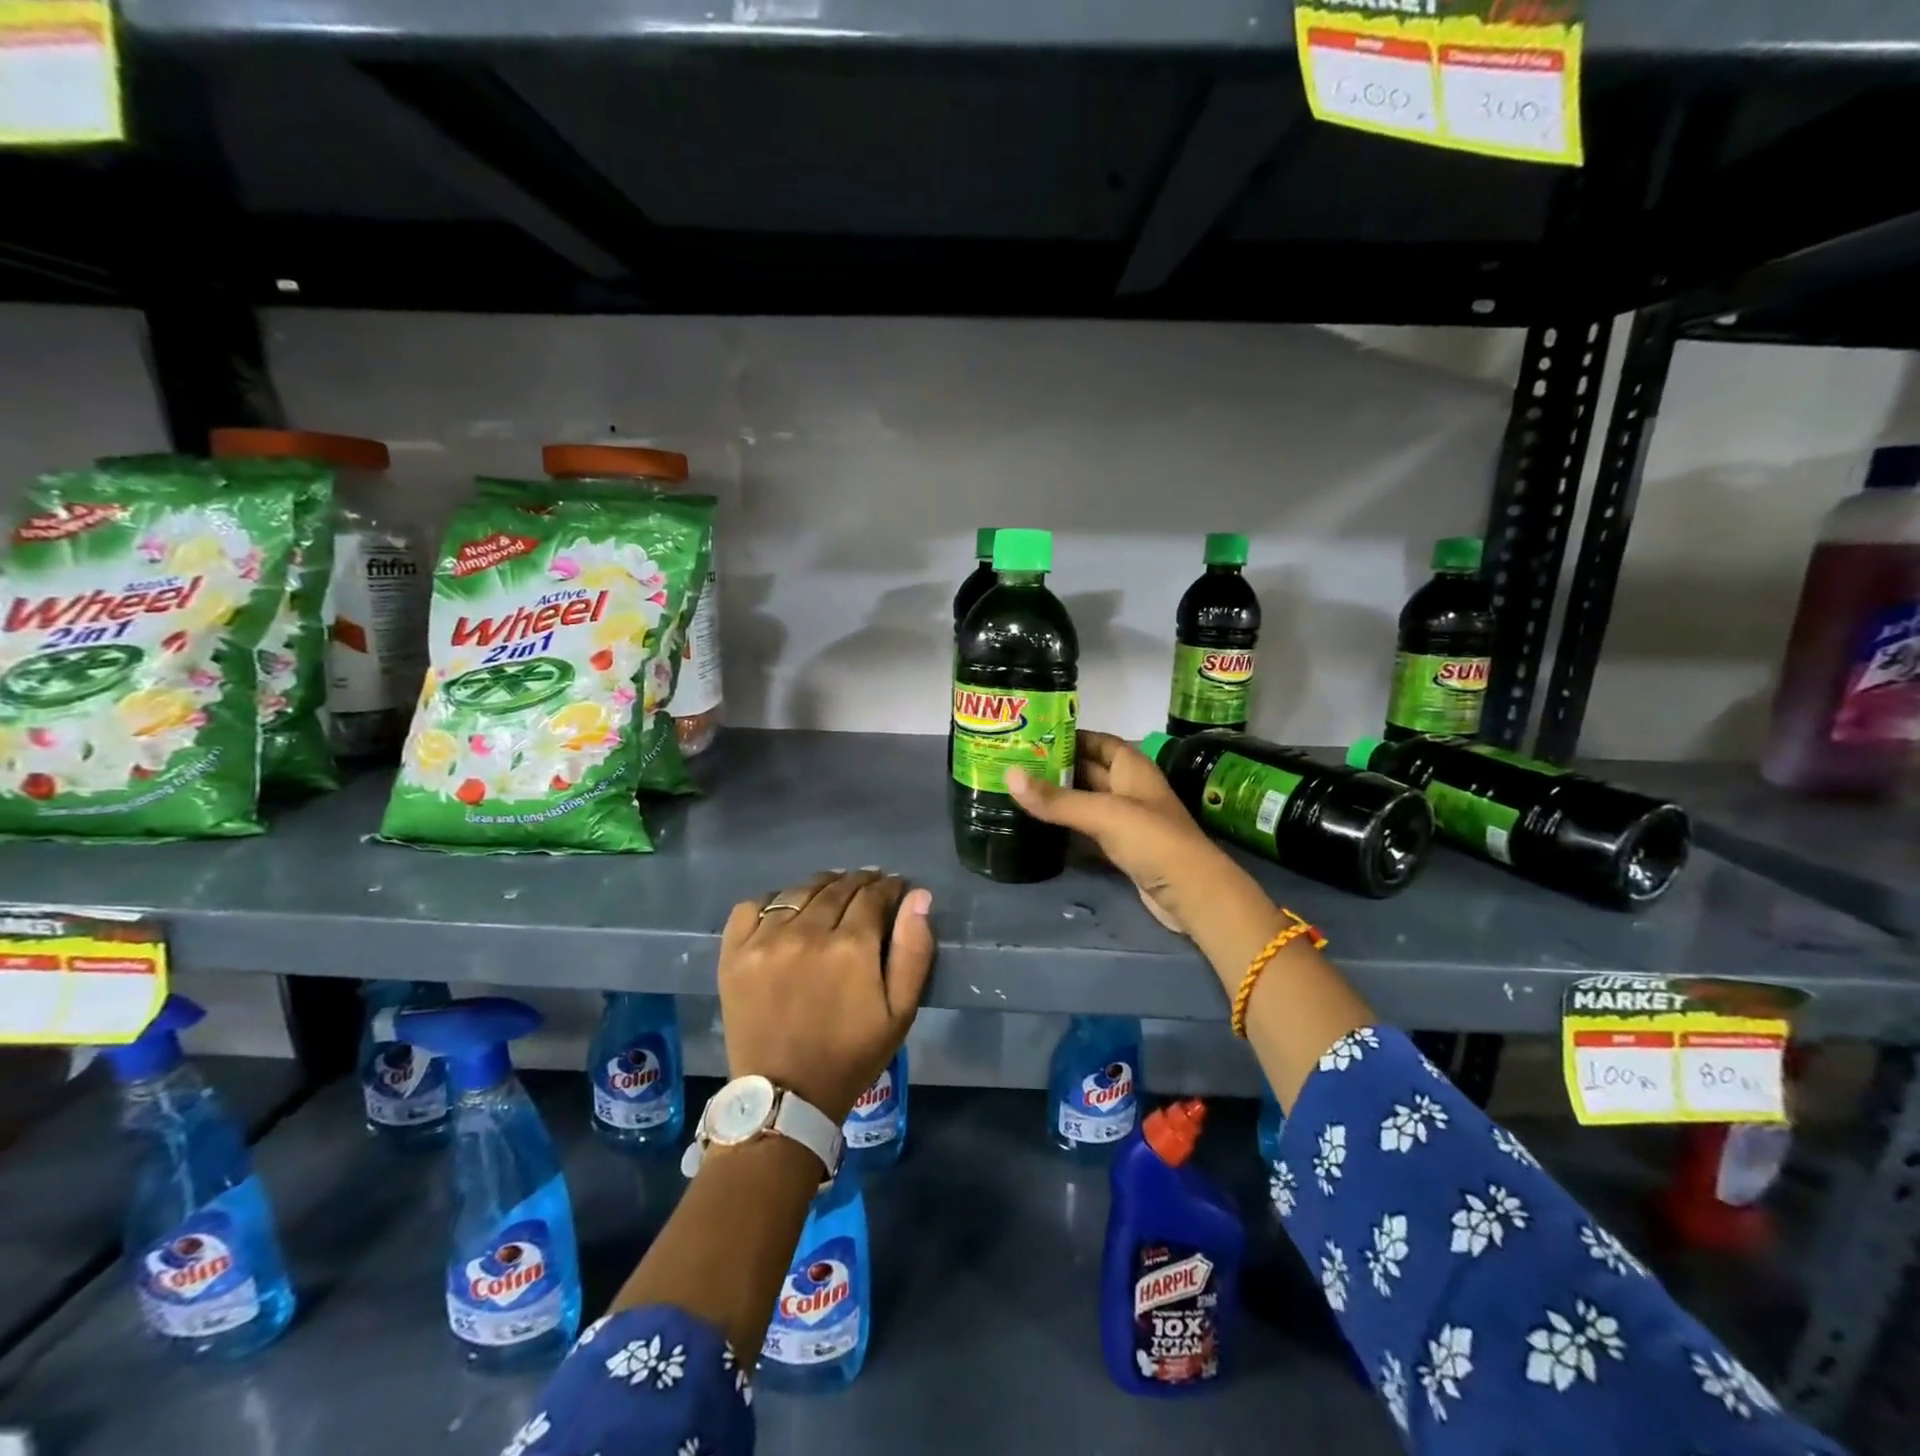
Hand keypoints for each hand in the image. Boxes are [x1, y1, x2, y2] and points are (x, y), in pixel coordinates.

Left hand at [718, 870, 934, 1121]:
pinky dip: (773, 900)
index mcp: (851, 946)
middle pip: (838, 887)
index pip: (874, 894)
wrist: (785, 1098)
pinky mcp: (734, 953)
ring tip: (832, 893)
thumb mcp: (900, 1012)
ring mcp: (765, 940)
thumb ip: (914, 950)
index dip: (889, 886)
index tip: (895, 887)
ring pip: (799, 891)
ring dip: (822, 886)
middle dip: (860, 881)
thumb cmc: (851, 1055)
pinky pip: (753, 905)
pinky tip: (786, 911)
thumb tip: (918, 896)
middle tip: (869, 886)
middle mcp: (807, 932)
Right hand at [1005, 731, 1231, 935]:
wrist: (1192, 893)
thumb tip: (1009, 776)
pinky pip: (1089, 830)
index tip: (1033, 736)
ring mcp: (1127, 821)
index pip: (1099, 741)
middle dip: (1057, 767)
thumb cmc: (1153, 840)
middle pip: (1089, 770)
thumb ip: (1057, 799)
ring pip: (1087, 801)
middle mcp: (1130, 789)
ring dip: (1060, 798)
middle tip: (1015, 764)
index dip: (1071, 735)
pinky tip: (1039, 827)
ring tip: (1019, 791)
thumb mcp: (1103, 813)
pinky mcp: (1122, 849)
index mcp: (1132, 768)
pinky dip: (1067, 827)